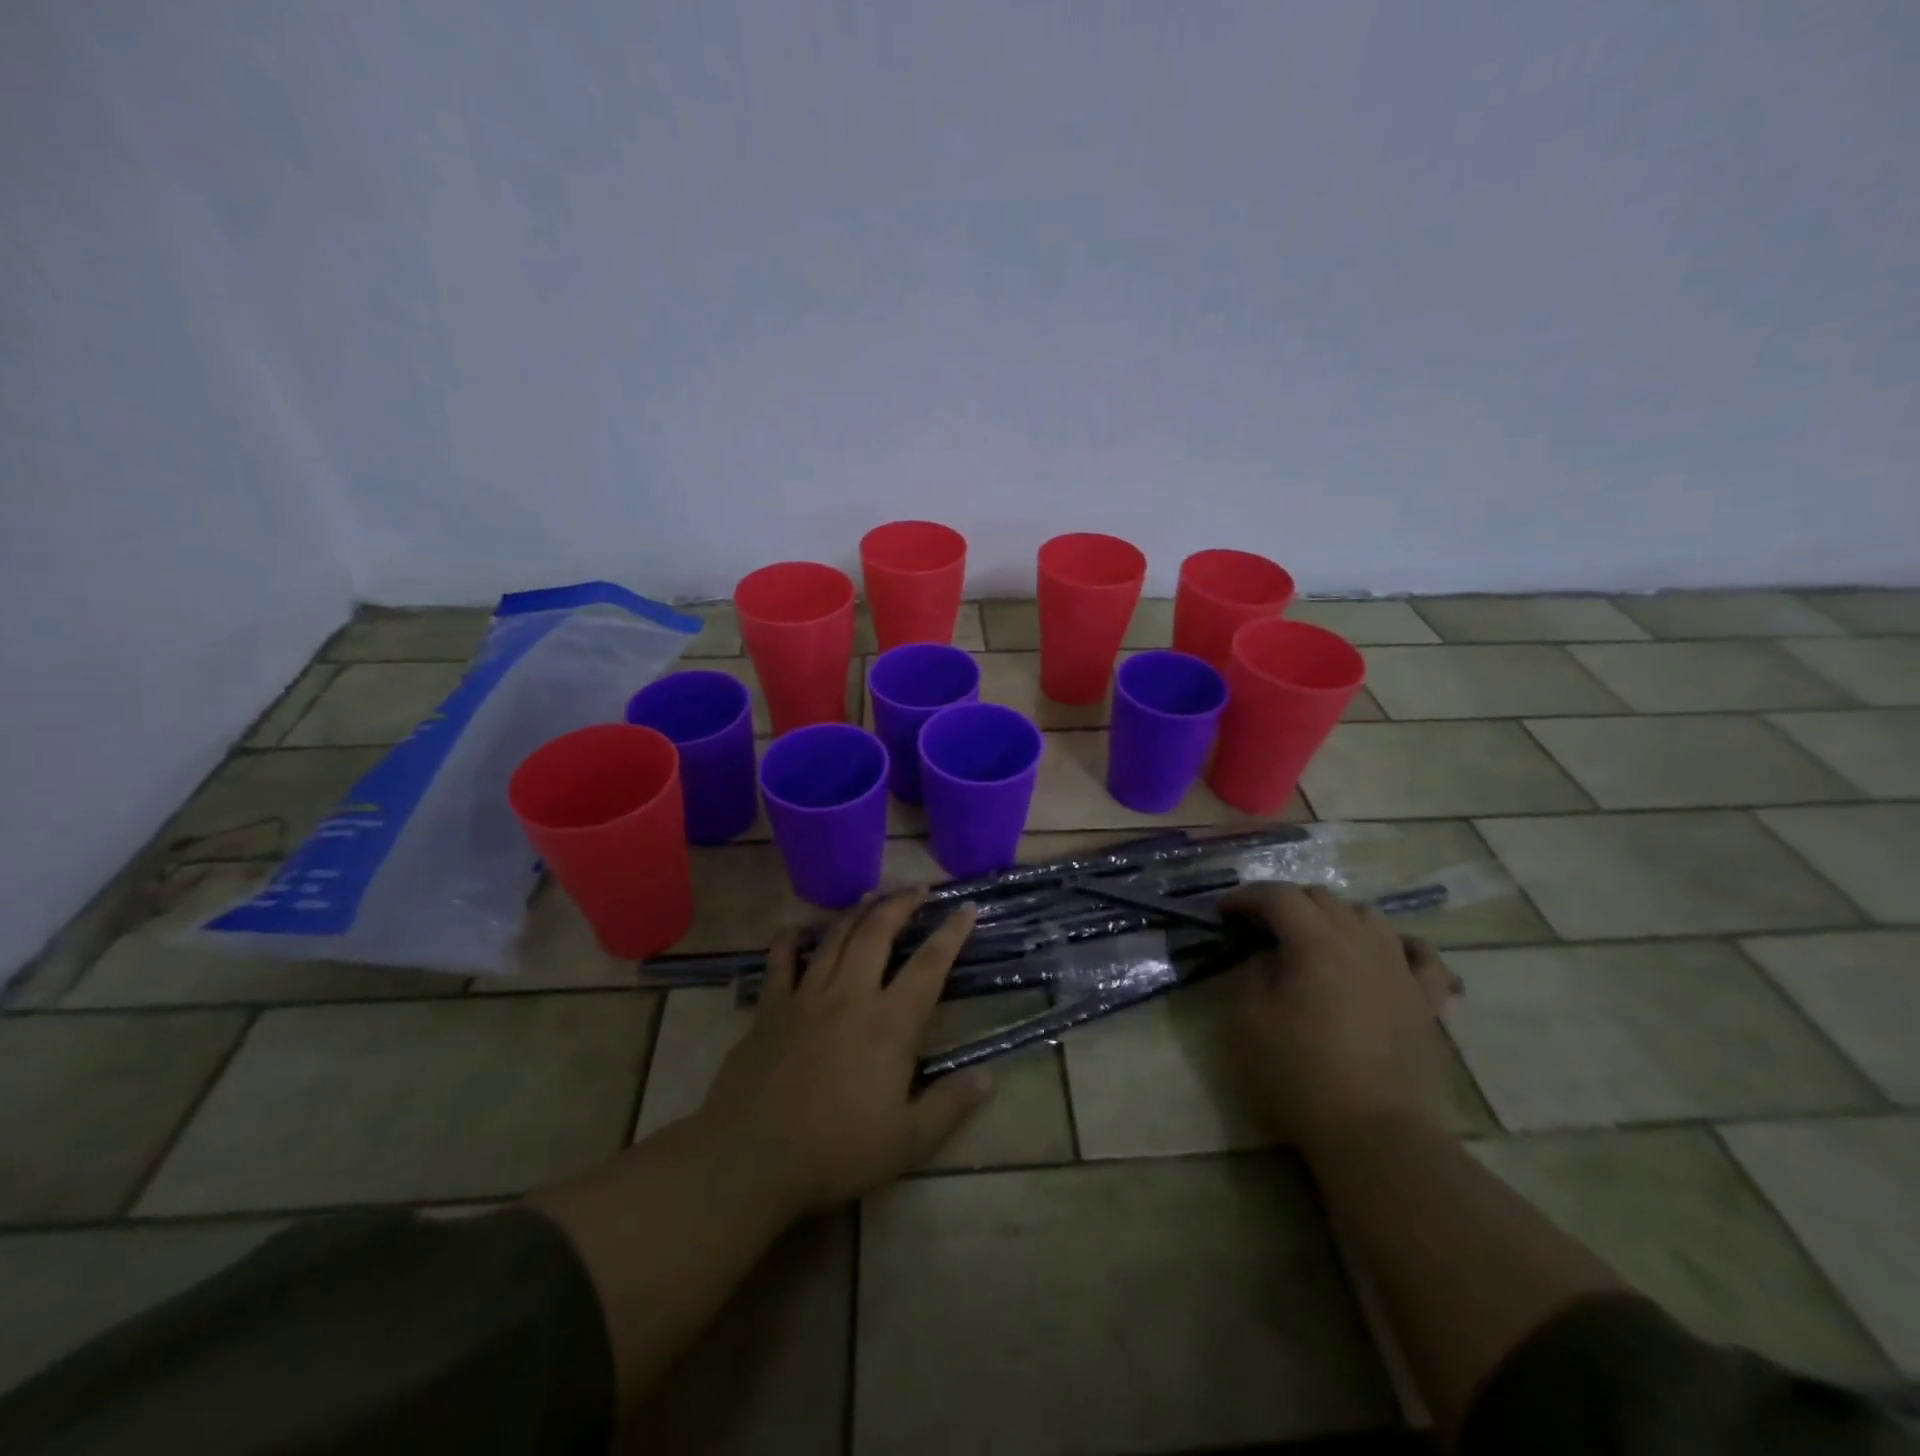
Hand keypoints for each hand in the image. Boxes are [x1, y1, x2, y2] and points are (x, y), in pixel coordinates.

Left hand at [691, 890, 992, 1215]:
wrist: (751, 1158)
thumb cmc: (835, 1151)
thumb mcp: (906, 1142)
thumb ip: (949, 1106)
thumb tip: (988, 1077)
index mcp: (889, 1023)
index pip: (929, 965)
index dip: (951, 933)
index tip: (965, 908)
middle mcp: (850, 995)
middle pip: (878, 933)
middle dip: (901, 904)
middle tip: (917, 889)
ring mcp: (806, 997)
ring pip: (835, 938)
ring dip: (857, 911)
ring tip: (872, 895)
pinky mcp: (769, 1008)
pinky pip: (780, 962)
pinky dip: (789, 940)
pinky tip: (795, 928)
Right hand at [1220, 884, 1458, 1154]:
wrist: (1372, 1133)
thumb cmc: (1298, 1073)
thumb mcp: (1248, 1019)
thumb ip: (1254, 972)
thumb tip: (1270, 956)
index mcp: (1314, 942)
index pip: (1278, 896)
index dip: (1247, 897)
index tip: (1223, 911)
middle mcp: (1361, 943)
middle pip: (1322, 898)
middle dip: (1287, 902)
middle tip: (1261, 926)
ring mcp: (1400, 970)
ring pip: (1369, 917)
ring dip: (1336, 917)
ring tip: (1317, 938)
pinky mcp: (1426, 1003)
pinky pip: (1422, 957)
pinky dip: (1401, 946)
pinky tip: (1391, 953)